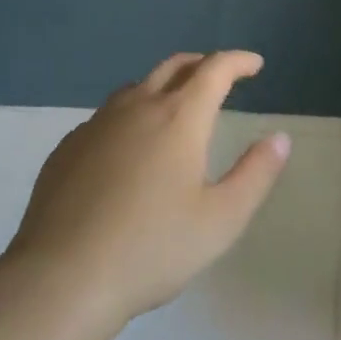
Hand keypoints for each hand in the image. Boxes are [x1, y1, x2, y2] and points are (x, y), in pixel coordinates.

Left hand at [2, 51, 291, 329]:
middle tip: (220, 75)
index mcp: (179, 118)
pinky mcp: (67, 148)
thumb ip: (256, 174)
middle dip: (202, 64)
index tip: (255, 65)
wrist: (61, 278)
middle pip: (173, 67)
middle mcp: (136, 108)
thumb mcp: (221, 219)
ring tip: (176, 106)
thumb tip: (279, 138)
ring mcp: (96, 125)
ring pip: (136, 88)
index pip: (215, 70)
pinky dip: (131, 114)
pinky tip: (129, 146)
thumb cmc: (152, 249)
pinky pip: (107, 116)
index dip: (238, 61)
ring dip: (164, 86)